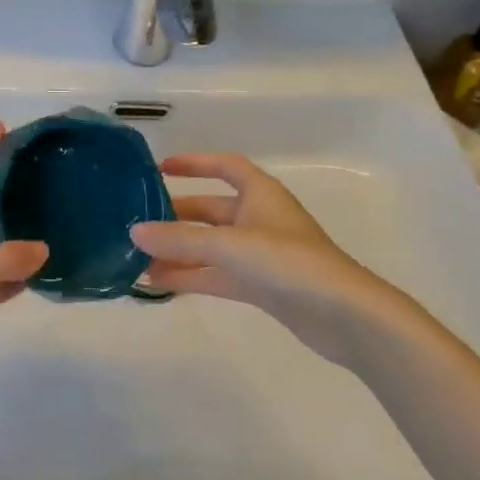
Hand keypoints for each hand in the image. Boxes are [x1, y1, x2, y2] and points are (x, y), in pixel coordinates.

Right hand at [132, 153, 399, 368]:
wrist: (345, 316)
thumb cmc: (291, 262)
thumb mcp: (231, 245)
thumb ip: (181, 239)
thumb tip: (134, 231)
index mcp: (260, 193)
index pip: (225, 166)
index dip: (195, 163)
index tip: (161, 168)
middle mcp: (259, 218)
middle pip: (211, 210)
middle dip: (177, 216)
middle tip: (139, 223)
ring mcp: (260, 255)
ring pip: (210, 247)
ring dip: (178, 251)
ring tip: (139, 259)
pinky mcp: (261, 287)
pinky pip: (216, 275)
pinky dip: (191, 277)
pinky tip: (160, 283)